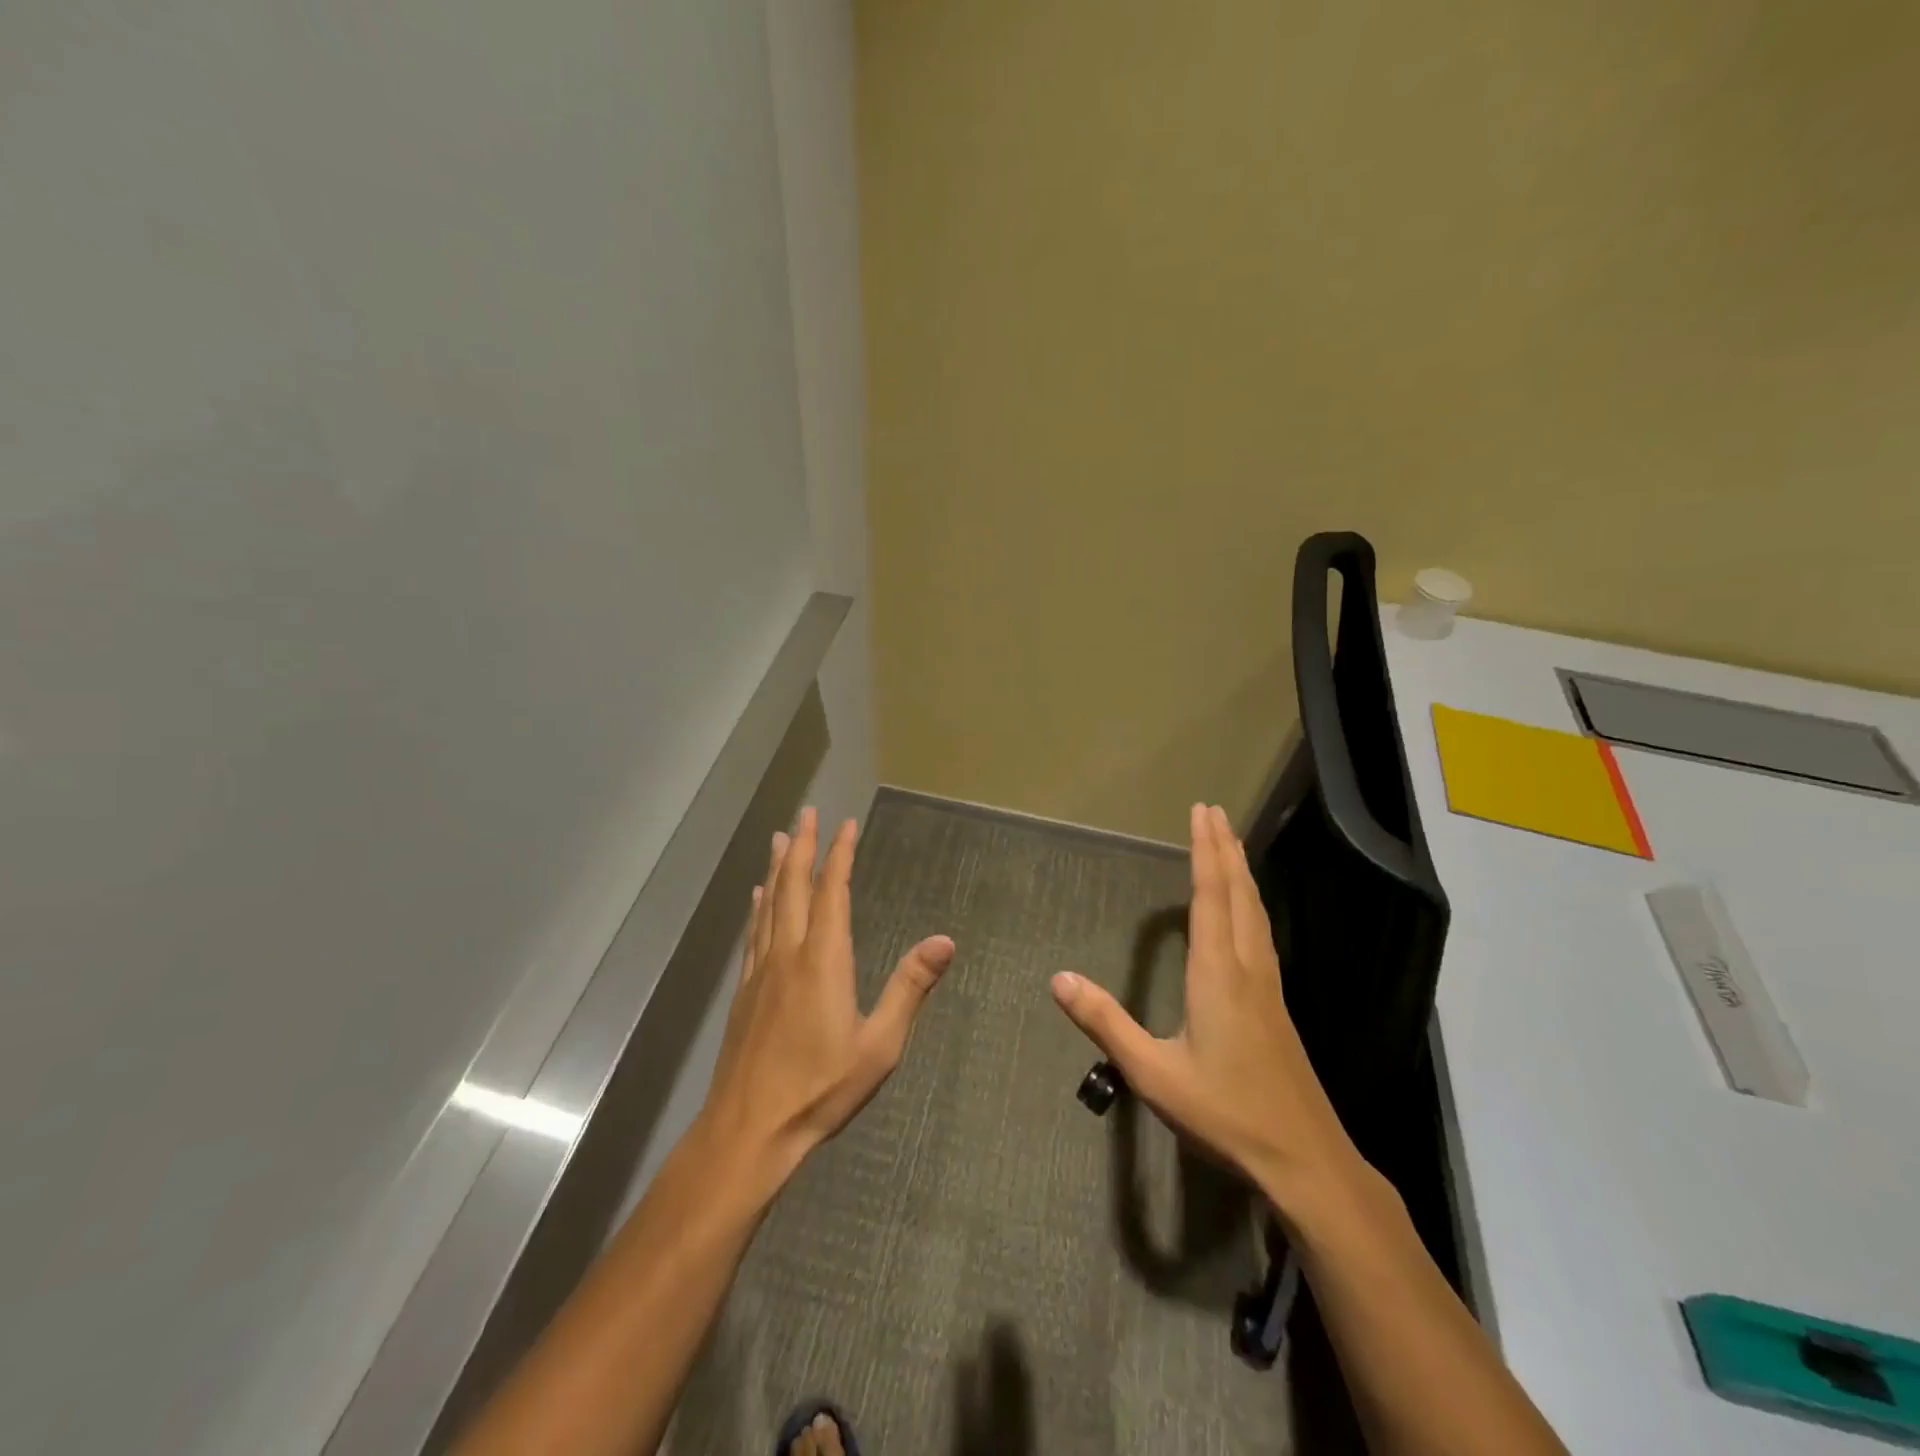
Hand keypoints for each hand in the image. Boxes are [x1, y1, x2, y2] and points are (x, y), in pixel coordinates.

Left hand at [702, 808, 955, 1179]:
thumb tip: (945, 940)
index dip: (840, 854)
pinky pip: (753, 932)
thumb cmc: (820, 1088)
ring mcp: (761, 970)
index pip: (832, 891)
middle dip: (802, 846)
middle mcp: (788, 952)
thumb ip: (909, 987)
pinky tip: (757, 898)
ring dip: (778, 868)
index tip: (846, 824)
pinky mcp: (744, 990)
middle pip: (794, 886)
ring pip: (769, 904)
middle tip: (806, 813)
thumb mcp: (879, 1044)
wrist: (748, 1129)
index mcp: (823, 959)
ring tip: (780, 839)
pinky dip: (758, 905)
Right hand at [1051, 803, 1364, 1218]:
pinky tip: (1248, 914)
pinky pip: (1261, 934)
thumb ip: (1105, 1022)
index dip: (1204, 852)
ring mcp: (1268, 987)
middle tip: (1215, 812)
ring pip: (1255, 913)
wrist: (1304, 1159)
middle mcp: (1246, 969)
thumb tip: (1059, 978)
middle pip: (1237, 894)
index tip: (1202, 813)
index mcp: (1217, 974)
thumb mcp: (1152, 1073)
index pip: (1209, 897)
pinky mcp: (1276, 1006)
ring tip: (1232, 846)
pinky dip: (1250, 904)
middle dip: (1225, 849)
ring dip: (1241, 873)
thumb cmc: (1224, 1113)